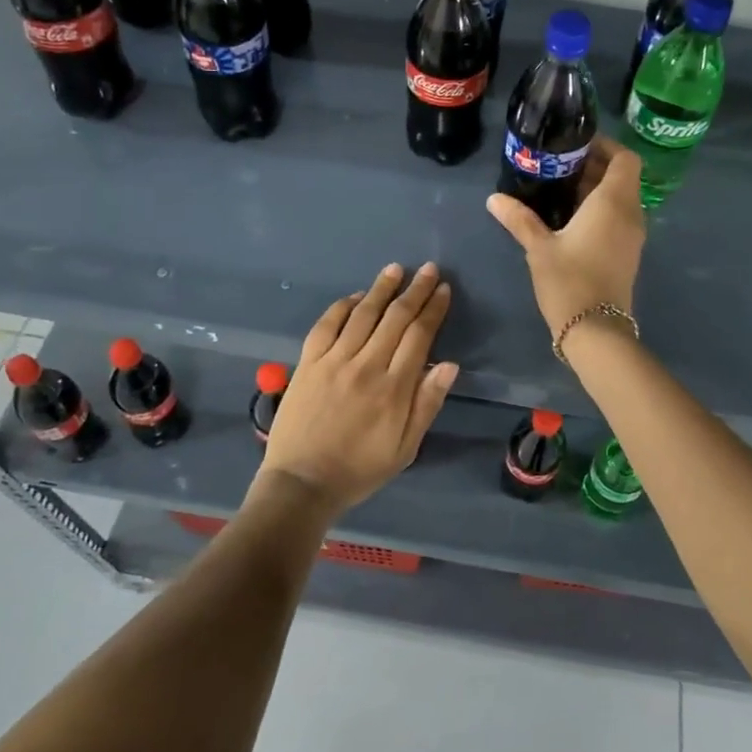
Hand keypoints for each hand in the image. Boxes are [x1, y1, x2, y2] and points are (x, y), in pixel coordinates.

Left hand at [256, 262, 459, 517]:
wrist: (302, 483)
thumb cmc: (360, 469)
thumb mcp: (406, 447)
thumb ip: (427, 404)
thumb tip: (449, 364)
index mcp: (394, 388)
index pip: (419, 335)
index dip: (433, 309)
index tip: (442, 289)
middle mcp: (366, 365)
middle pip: (395, 317)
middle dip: (414, 290)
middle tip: (427, 269)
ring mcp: (333, 361)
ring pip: (362, 314)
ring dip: (380, 288)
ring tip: (395, 269)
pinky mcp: (307, 363)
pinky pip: (326, 325)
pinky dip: (342, 306)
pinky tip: (355, 296)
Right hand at [487, 136, 645, 339]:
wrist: (596, 331)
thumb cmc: (569, 281)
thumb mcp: (539, 247)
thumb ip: (519, 218)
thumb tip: (494, 198)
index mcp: (613, 202)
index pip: (625, 158)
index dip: (605, 146)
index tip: (576, 146)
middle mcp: (630, 213)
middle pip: (622, 176)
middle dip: (595, 167)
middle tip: (559, 166)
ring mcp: (633, 235)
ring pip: (621, 198)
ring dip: (597, 190)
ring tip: (560, 191)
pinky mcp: (628, 253)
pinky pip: (619, 218)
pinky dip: (601, 210)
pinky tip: (570, 220)